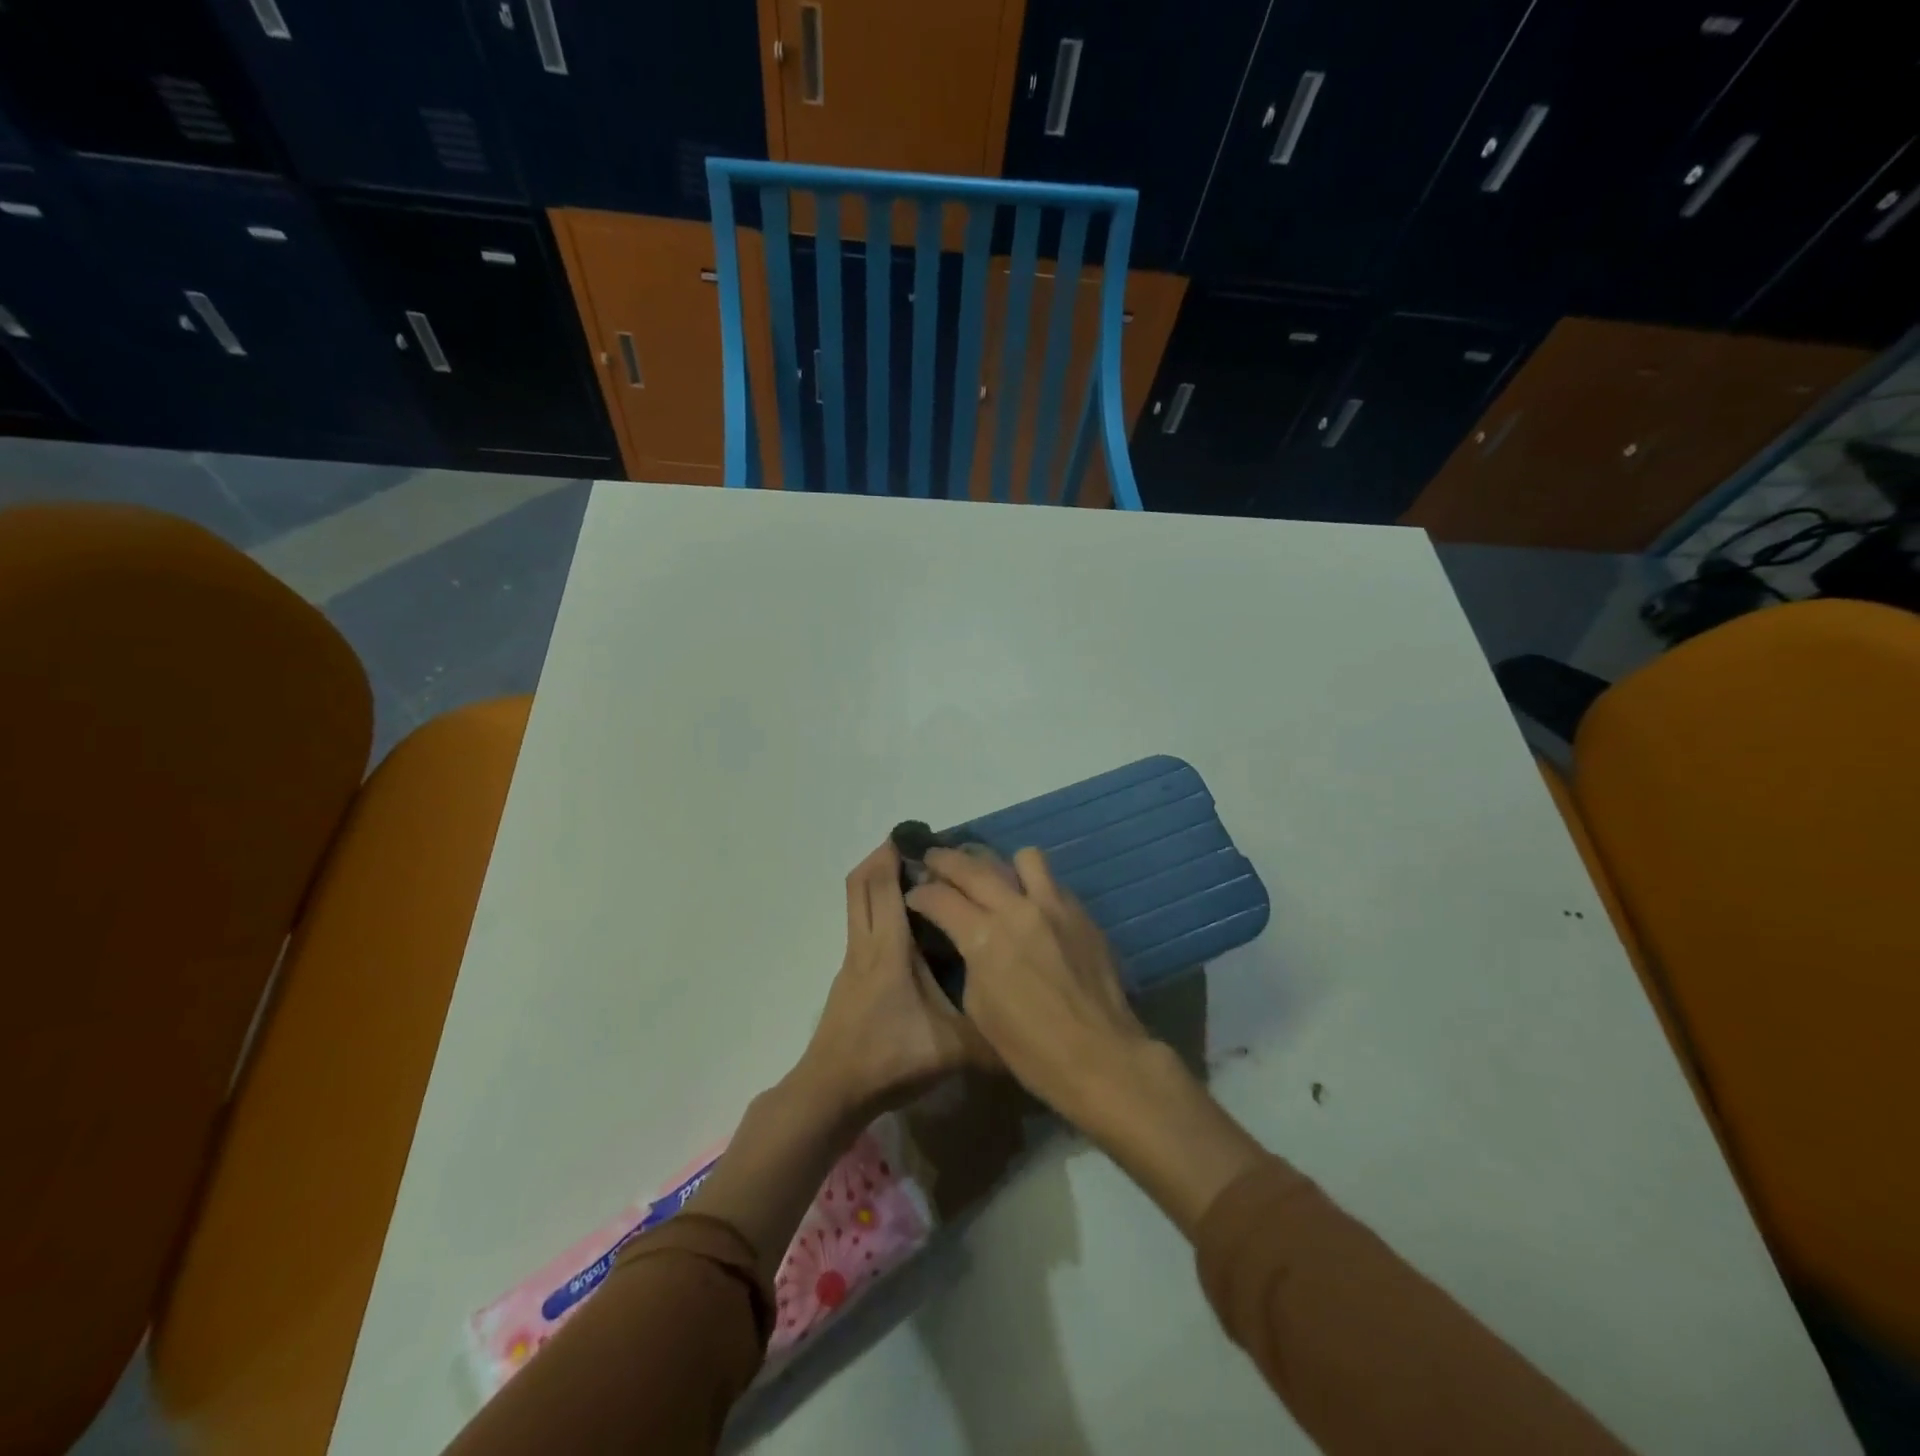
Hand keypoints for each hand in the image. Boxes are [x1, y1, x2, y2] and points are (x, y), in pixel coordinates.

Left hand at [797, 842, 996, 1119]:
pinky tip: (905, 929)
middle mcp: (866, 944)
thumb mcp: (952, 1050)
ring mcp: (852, 961)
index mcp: (890, 949)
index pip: (885, 886)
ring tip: (914, 880)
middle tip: (915, 848)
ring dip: (877, 882)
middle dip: (882, 857)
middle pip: (861, 883)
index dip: (895, 856)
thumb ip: (994, 1037)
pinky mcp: (849, 978)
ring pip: (857, 904)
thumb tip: (1034, 1029)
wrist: (832, 1092)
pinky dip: (876, 909)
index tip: (920, 838)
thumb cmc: (889, 1060)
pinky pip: (861, 925)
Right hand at [905, 846, 1150, 1125]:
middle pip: (973, 866)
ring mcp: (1055, 906)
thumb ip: (970, 961)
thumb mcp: (979, 1008)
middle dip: (946, 860)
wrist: (1100, 1057)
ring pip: (1023, 858)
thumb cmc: (1030, 1048)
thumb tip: (969, 941)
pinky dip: (1035, 887)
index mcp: (985, 937)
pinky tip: (1031, 908)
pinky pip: (1053, 883)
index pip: (940, 898)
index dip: (920, 893)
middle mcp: (1018, 909)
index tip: (913, 893)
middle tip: (933, 859)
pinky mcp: (1082, 913)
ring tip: (995, 880)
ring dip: (1001, 865)